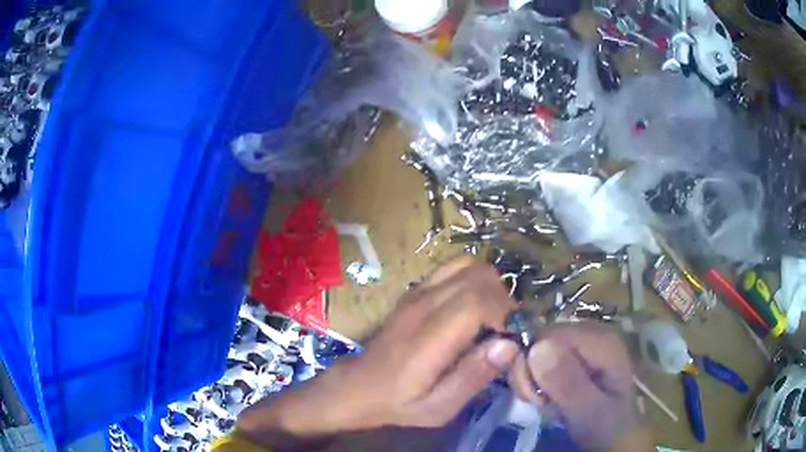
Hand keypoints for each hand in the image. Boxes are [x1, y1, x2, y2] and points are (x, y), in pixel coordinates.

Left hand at [238, 257, 520, 446]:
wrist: (358, 387)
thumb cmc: (399, 402)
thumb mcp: (439, 407)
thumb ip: (473, 377)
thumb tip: (509, 345)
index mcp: (428, 337)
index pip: (477, 301)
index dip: (505, 312)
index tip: (512, 337)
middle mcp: (423, 305)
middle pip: (479, 277)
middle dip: (503, 300)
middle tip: (505, 330)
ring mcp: (417, 292)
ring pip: (469, 265)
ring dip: (490, 287)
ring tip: (492, 317)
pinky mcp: (415, 290)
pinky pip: (453, 267)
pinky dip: (473, 279)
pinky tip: (472, 306)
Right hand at [509, 325, 650, 450]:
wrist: (616, 436)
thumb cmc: (606, 426)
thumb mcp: (589, 411)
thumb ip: (567, 382)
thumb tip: (538, 347)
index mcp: (600, 340)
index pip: (546, 335)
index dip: (531, 364)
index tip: (534, 397)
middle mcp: (591, 333)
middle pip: (540, 340)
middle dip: (530, 374)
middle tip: (539, 403)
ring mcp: (583, 343)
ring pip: (538, 352)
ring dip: (533, 381)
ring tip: (546, 404)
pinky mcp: (575, 355)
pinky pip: (543, 361)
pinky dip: (539, 383)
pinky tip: (550, 399)